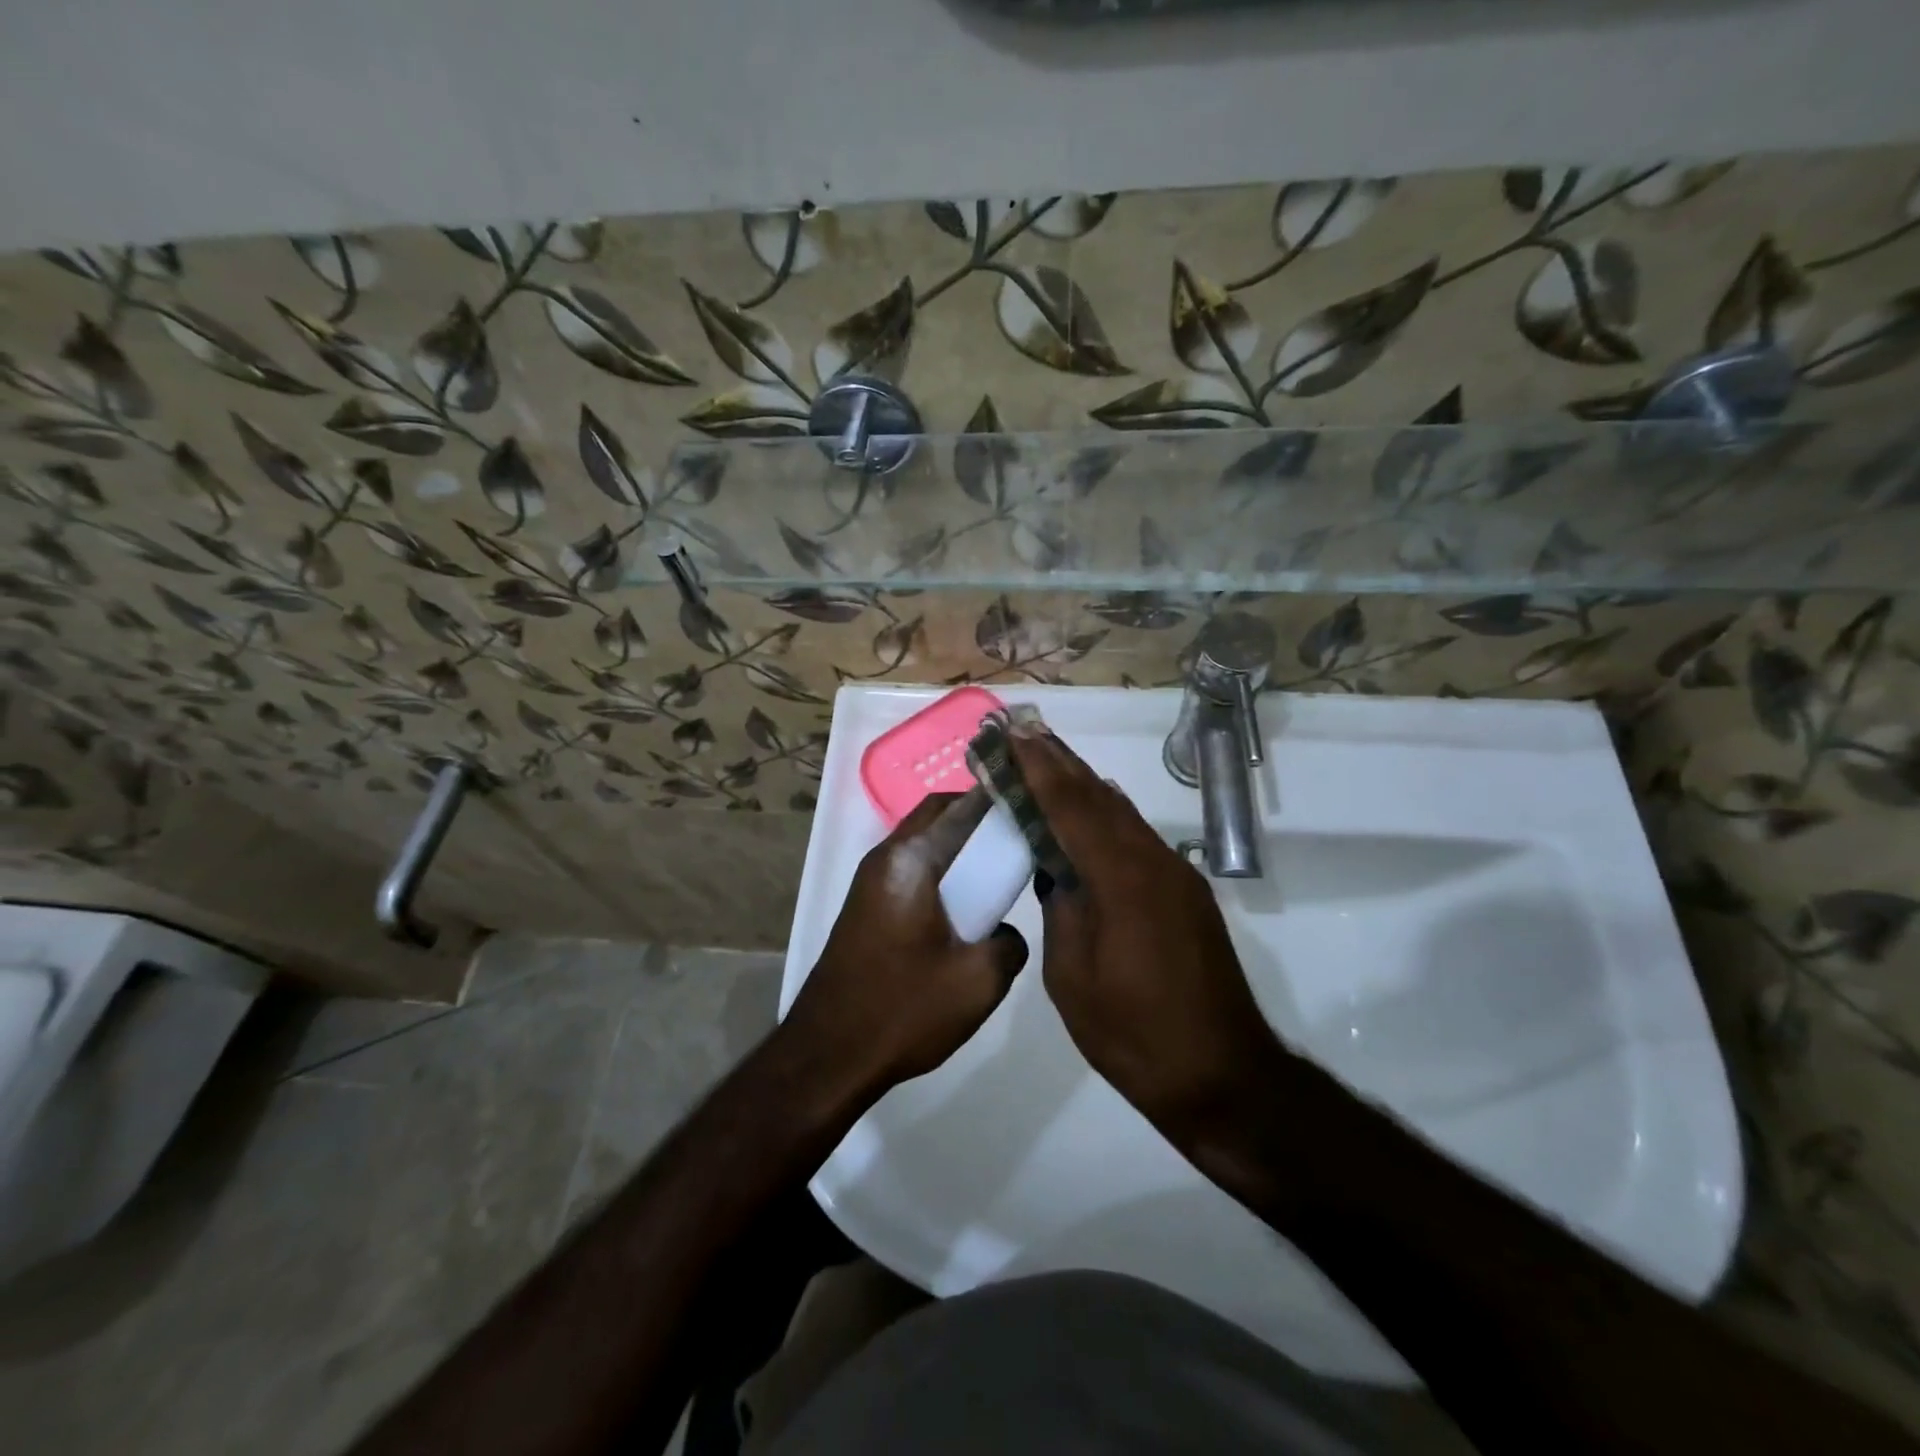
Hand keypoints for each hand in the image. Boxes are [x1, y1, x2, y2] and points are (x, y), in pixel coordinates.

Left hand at [782, 790, 1028, 1098]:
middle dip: (978, 817)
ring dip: (958, 845)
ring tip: (998, 873)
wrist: (828, 1054)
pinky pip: (912, 867)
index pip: (961, 807)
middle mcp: (885, 857)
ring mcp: (870, 880)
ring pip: (923, 841)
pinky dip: (941, 869)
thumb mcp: (979, 981)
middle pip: (937, 814)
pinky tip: (966, 905)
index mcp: (910, 860)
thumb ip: (1009, 943)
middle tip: (1018, 839)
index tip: (1035, 811)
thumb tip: (1003, 931)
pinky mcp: (867, 905)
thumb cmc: (903, 1010)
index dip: (999, 801)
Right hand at [1011, 729, 1292, 1140]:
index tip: (1013, 736)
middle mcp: (1154, 863)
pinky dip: (1107, 817)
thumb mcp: (1073, 977)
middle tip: (1025, 731)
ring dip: (1084, 786)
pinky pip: (1138, 838)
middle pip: (1101, 798)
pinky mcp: (1186, 894)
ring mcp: (1176, 876)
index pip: (1071, 807)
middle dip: (1061, 763)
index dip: (1040, 769)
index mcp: (1122, 879)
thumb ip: (1062, 910)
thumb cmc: (1134, 1034)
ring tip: (1049, 759)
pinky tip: (1091, 812)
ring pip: (1122, 815)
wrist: (1222, 1075)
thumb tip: (1057, 870)